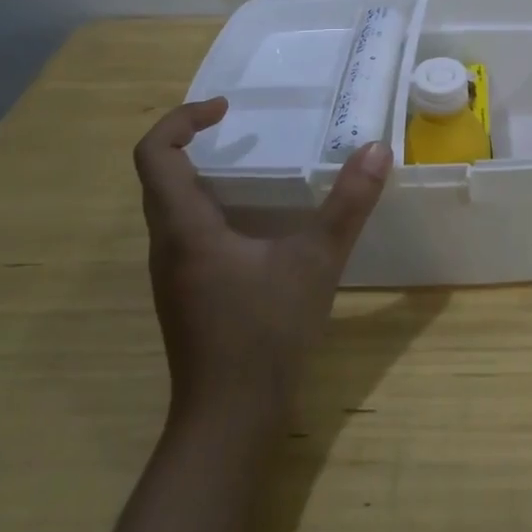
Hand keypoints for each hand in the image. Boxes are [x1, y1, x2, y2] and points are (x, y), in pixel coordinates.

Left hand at [134, 98, 389, 428]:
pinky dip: (210, 207)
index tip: (224, 110)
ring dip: (201, 175)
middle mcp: (167, 245)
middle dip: (191, 141)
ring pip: (171, 206)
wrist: (229, 422)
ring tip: (253, 166)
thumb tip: (377, 149)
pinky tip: (255, 222)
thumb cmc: (264, 334)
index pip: (154, 154)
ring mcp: (173, 273)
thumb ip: (348, 204)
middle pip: (158, 176)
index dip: (181, 120)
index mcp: (185, 228)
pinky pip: (186, 231)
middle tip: (240, 128)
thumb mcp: (315, 262)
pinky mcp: (187, 293)